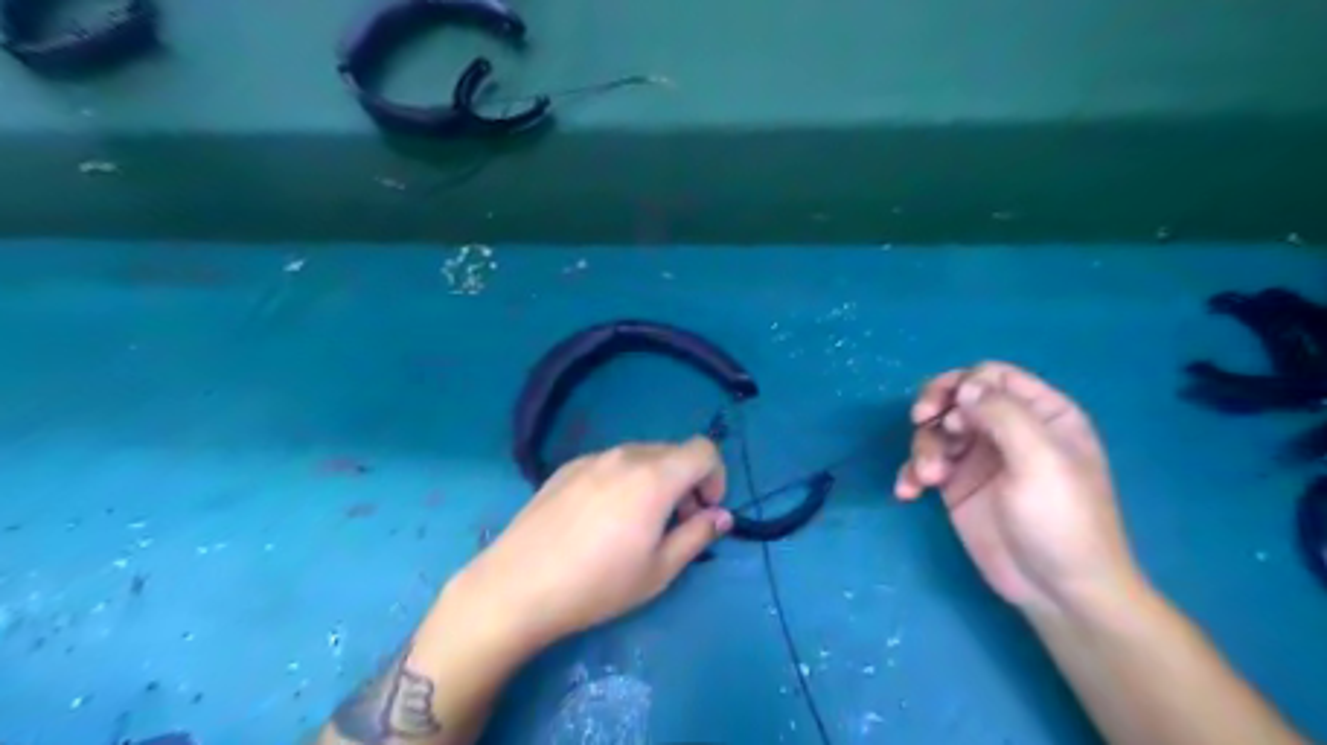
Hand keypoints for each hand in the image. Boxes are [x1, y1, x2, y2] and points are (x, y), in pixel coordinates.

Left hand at [453, 436, 725, 644]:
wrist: (517, 586)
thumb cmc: (597, 584)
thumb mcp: (659, 570)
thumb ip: (698, 535)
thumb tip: (722, 516)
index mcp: (654, 477)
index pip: (704, 449)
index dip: (715, 476)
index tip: (704, 511)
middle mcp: (625, 456)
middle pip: (673, 452)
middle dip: (686, 482)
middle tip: (674, 523)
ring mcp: (592, 458)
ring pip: (641, 456)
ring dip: (656, 480)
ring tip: (637, 522)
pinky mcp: (566, 467)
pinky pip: (610, 463)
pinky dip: (624, 480)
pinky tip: (600, 519)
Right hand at [896, 360, 1146, 615]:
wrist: (1057, 590)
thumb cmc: (1061, 520)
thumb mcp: (1040, 460)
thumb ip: (1003, 414)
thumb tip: (965, 385)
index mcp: (1041, 414)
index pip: (993, 376)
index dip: (962, 383)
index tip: (946, 408)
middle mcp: (1007, 429)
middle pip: (956, 397)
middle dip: (935, 409)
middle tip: (920, 422)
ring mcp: (979, 458)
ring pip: (936, 430)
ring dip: (923, 448)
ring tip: (928, 478)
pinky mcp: (957, 486)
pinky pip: (925, 464)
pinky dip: (912, 473)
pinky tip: (909, 492)